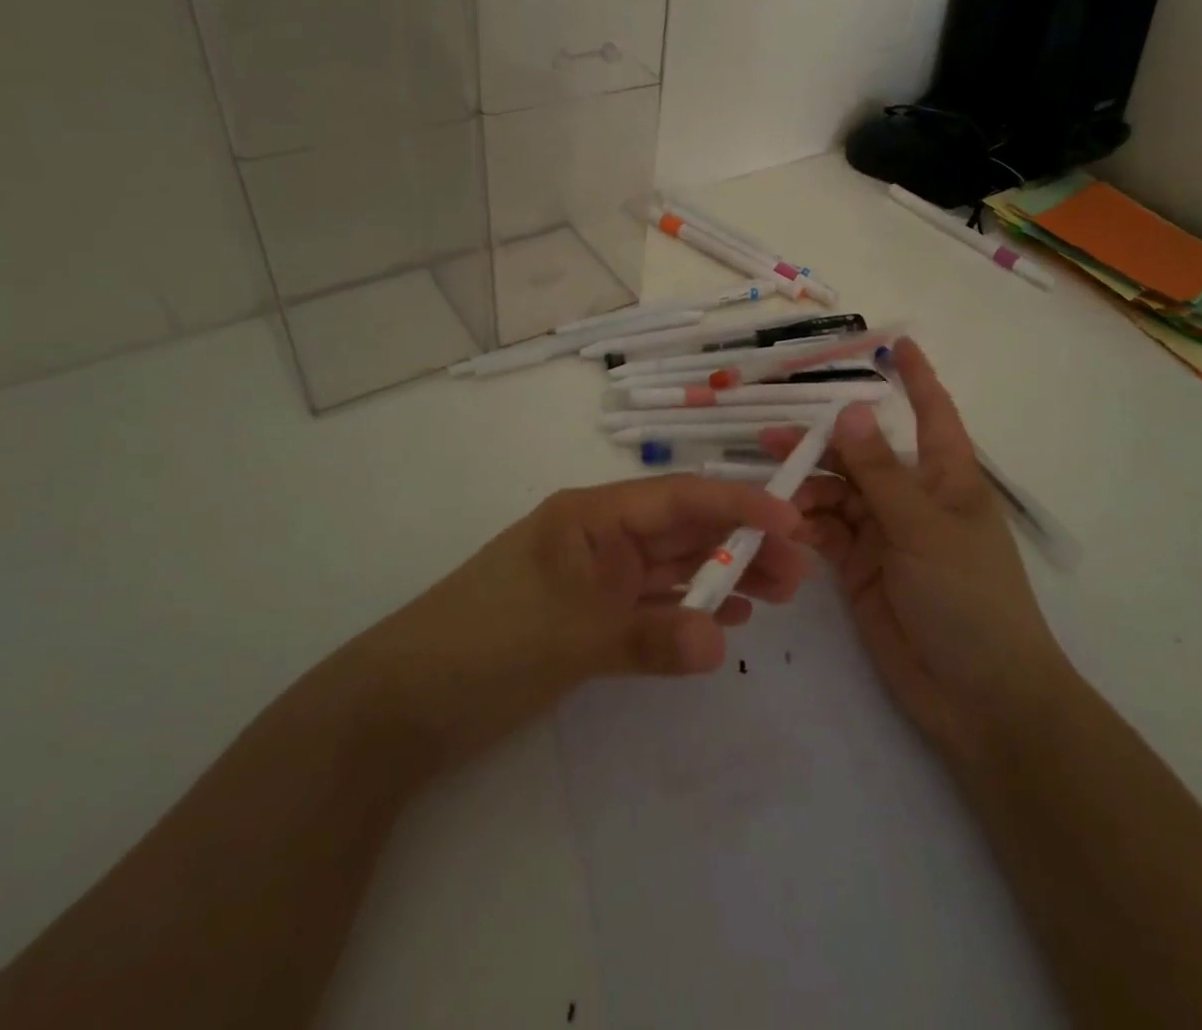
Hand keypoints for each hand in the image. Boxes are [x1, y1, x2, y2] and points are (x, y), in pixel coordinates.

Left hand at [358, 475, 811, 773]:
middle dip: (742, 543)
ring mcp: (595, 581)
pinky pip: (653, 607)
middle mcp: (599, 538)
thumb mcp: (570, 635)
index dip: (738, 503)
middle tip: (802, 571)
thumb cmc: (484, 642)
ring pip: (673, 569)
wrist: (400, 704)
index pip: (678, 498)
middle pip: (683, 532)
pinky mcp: (590, 621)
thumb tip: (721, 643)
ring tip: (779, 594)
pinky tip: (727, 620)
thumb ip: (649, 637)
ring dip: (724, 577)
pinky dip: (689, 611)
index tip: (793, 520)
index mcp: (591, 515)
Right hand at [782, 338, 1067, 762]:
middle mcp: (912, 498)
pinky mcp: (859, 568)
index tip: (895, 344)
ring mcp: (884, 534)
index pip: (931, 414)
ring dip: (804, 487)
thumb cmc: (970, 598)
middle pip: (862, 455)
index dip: (916, 378)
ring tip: (767, 485)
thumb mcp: (924, 528)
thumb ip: (880, 473)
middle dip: (823, 442)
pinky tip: (781, 523)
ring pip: (836, 493)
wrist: (978, 697)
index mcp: (946, 478)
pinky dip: (803, 525)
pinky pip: (825, 533)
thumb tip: (852, 411)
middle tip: (770, 437)